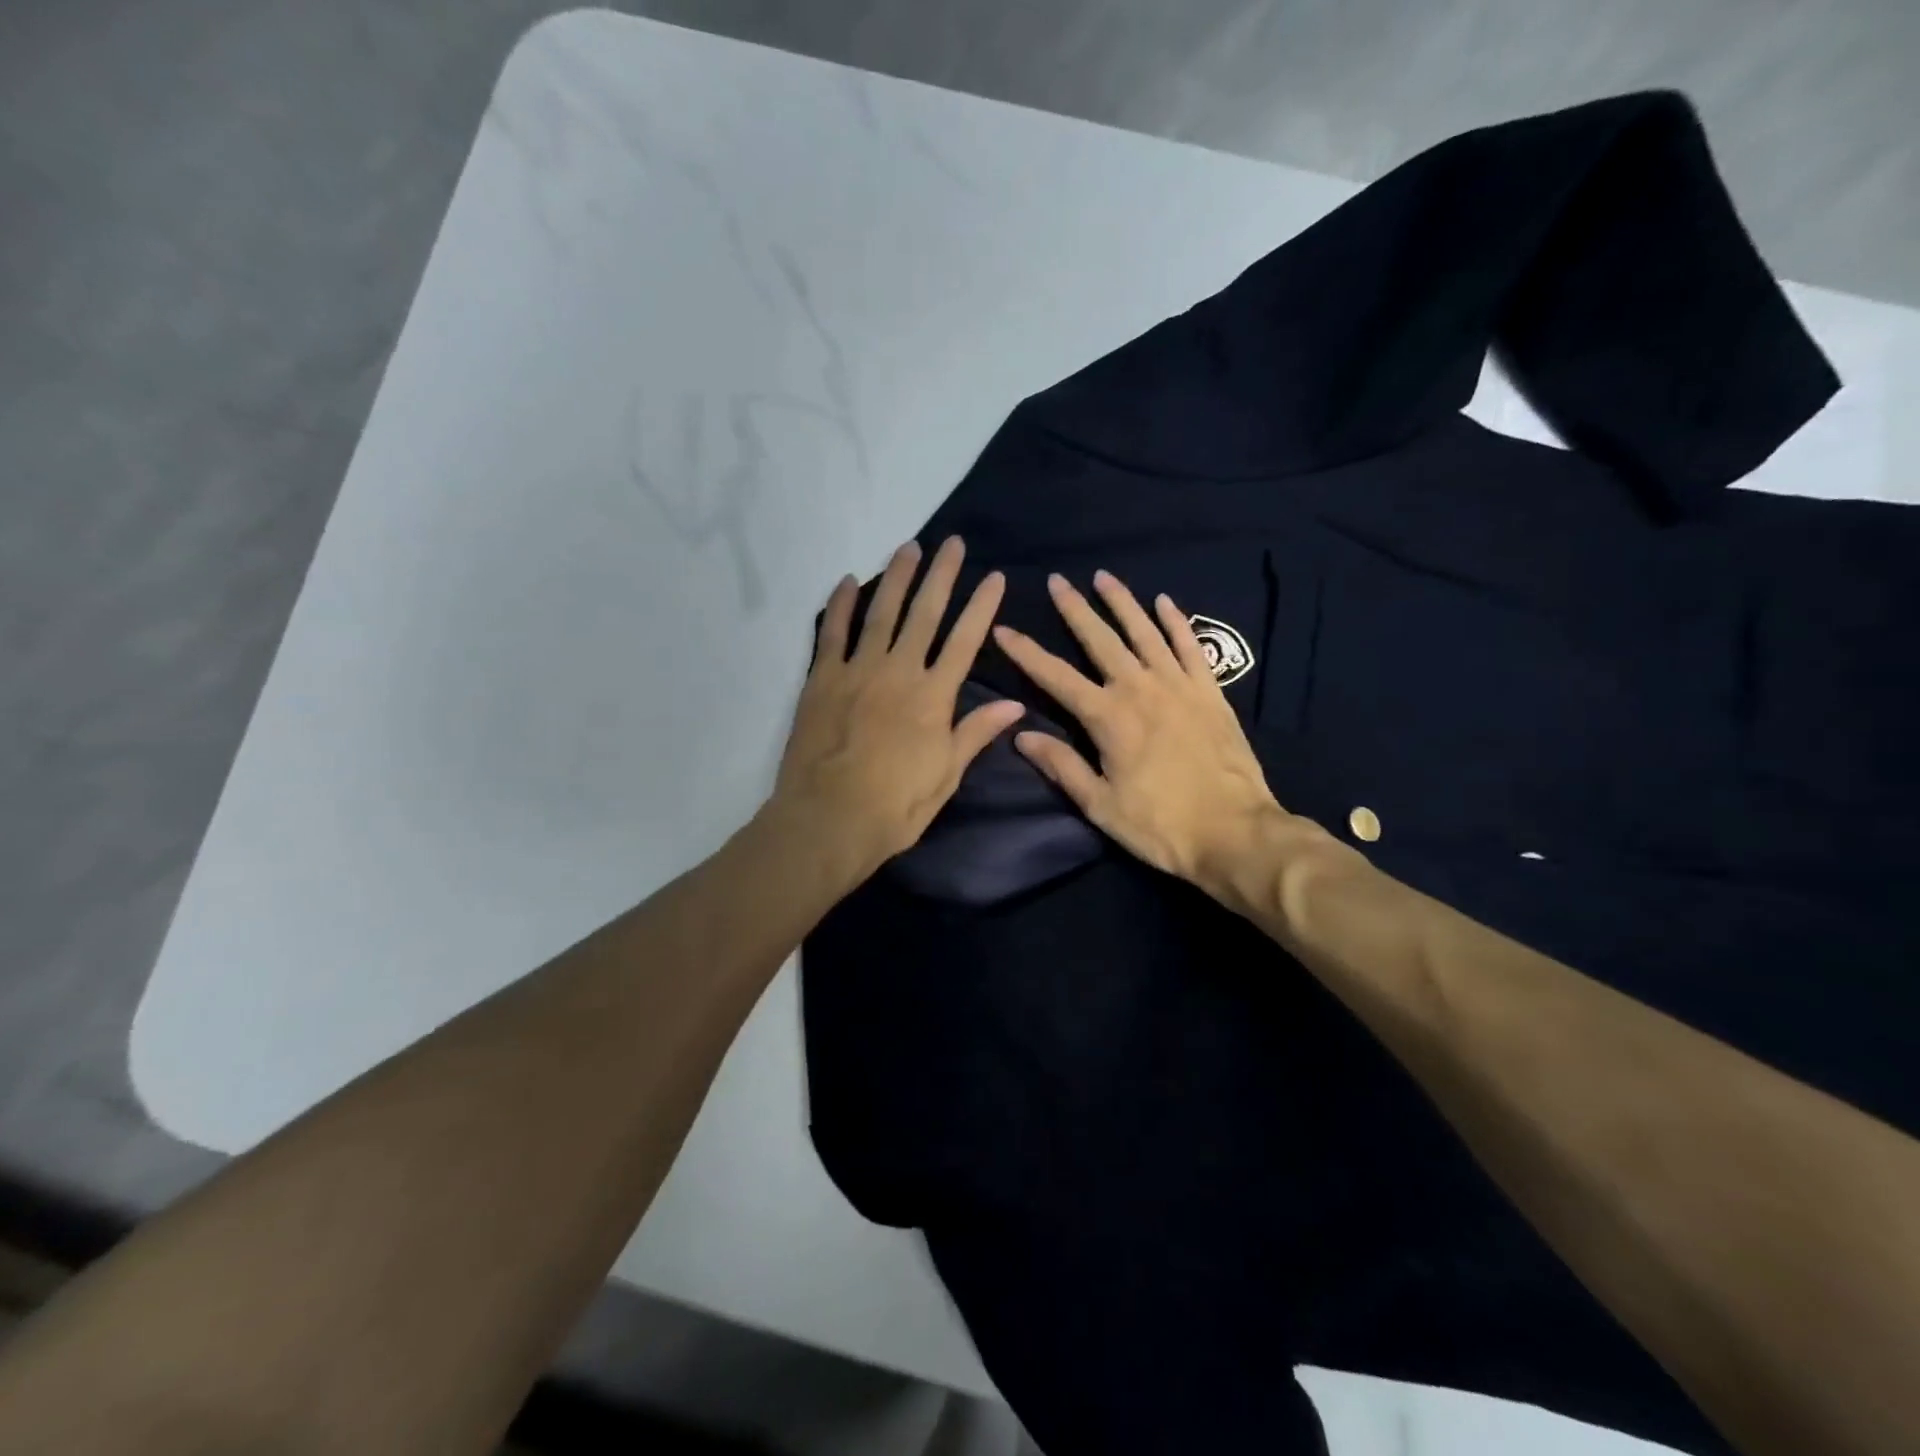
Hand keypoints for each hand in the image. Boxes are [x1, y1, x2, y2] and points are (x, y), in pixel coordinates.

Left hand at [773, 536, 1024, 885]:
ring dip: (896, 578)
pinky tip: (849, 581)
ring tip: (908, 547)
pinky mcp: (821, 679)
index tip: (994, 577)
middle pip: (924, 614)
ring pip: (881, 613)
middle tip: (951, 543)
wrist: (828, 819)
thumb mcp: (946, 776)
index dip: (982, 607)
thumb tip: (1015, 704)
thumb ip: (975, 733)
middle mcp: (898, 672)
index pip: (965, 641)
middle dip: (941, 576)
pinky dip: (841, 605)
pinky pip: (832, 633)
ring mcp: (857, 671)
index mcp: (933, 697)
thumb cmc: (895, 807)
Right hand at [993, 570, 1335, 901]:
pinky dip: (1176, 622)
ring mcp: (1179, 686)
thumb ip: (1062, 766)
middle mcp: (1140, 689)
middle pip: (1100, 640)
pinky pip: (1190, 646)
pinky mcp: (1210, 692)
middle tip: (1057, 581)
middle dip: (1075, 610)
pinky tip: (1164, 603)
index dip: (1027, 652)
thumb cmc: (1160, 825)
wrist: (1234, 832)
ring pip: (1145, 632)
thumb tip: (1020, 735)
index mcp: (1108, 718)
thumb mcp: (1100, 805)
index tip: (1004, 629)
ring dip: (1122, 603)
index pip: (1056, 677)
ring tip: (1103, 577)